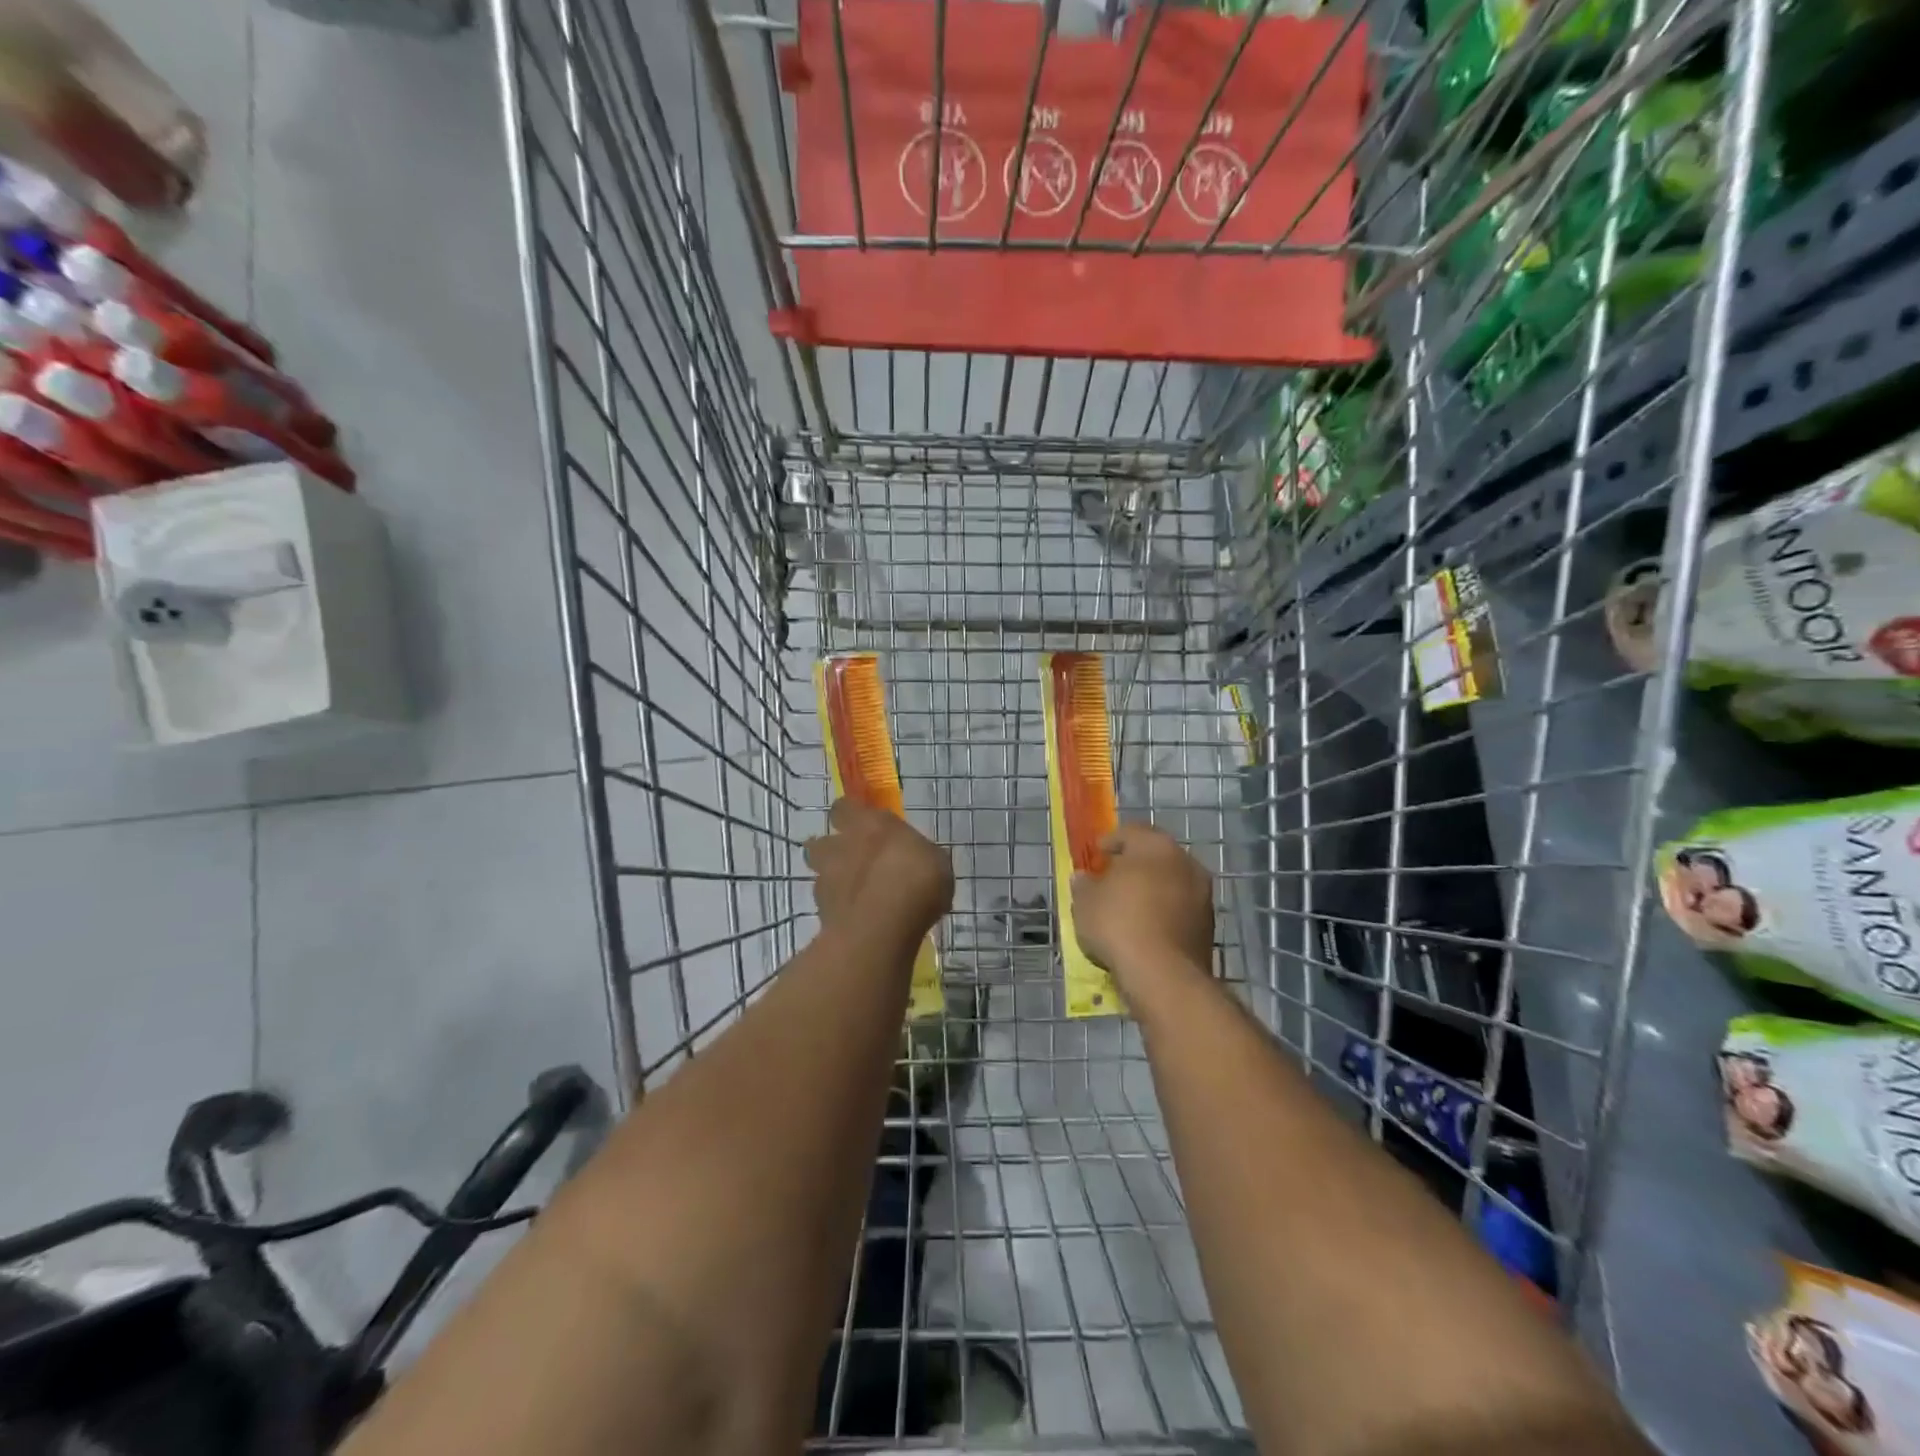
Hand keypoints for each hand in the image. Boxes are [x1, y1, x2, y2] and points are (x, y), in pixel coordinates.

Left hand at [805, 797, 953, 940]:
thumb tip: (919, 859)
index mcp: (870, 824)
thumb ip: (918, 856)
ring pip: (820, 874)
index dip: (851, 814)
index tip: (863, 823)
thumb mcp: (937, 863)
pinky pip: (827, 904)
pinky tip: (859, 920)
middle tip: (855, 861)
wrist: (881, 929)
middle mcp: (842, 846)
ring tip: (857, 895)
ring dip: (833, 880)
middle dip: (833, 849)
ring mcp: (826, 879)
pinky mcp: (821, 912)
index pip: (846, 807)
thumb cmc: (916, 883)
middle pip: (822, 841)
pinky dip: (838, 909)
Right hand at [1071, 823, 1213, 990]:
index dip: (1110, 842)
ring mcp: (1202, 893)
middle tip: (1111, 879)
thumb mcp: (1085, 902)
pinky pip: (1179, 909)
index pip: (1130, 832)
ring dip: (1151, 890)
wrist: (1164, 975)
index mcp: (1155, 845)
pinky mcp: (1209, 924)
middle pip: (1154, 856)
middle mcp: (1185, 861)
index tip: (1096, 855)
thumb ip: (1084, 885)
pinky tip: (1145, 929)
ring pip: (1170, 883)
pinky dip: (1163, 913)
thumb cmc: (1119, 924)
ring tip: (1128, 907)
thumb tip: (1084, 878)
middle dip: (1134, 865)